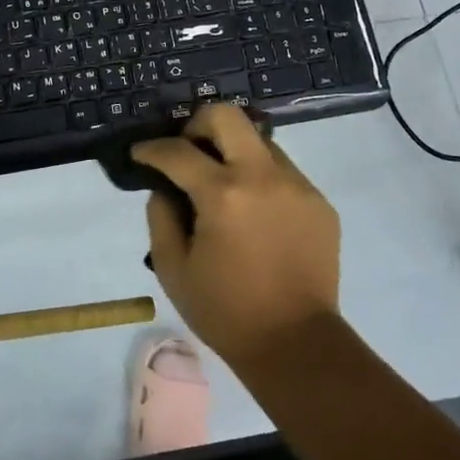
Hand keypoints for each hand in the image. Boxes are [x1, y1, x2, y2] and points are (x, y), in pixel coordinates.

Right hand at [132, 103, 339, 367]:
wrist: (297, 345)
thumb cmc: (226, 311)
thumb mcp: (173, 269)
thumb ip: (160, 217)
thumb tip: (165, 189)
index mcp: (223, 194)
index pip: (177, 151)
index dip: (151, 149)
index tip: (140, 154)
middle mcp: (262, 176)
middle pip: (227, 115)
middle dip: (198, 124)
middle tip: (187, 150)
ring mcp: (296, 185)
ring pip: (259, 140)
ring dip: (233, 151)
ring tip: (223, 185)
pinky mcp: (319, 201)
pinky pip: (282, 171)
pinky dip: (260, 178)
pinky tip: (254, 212)